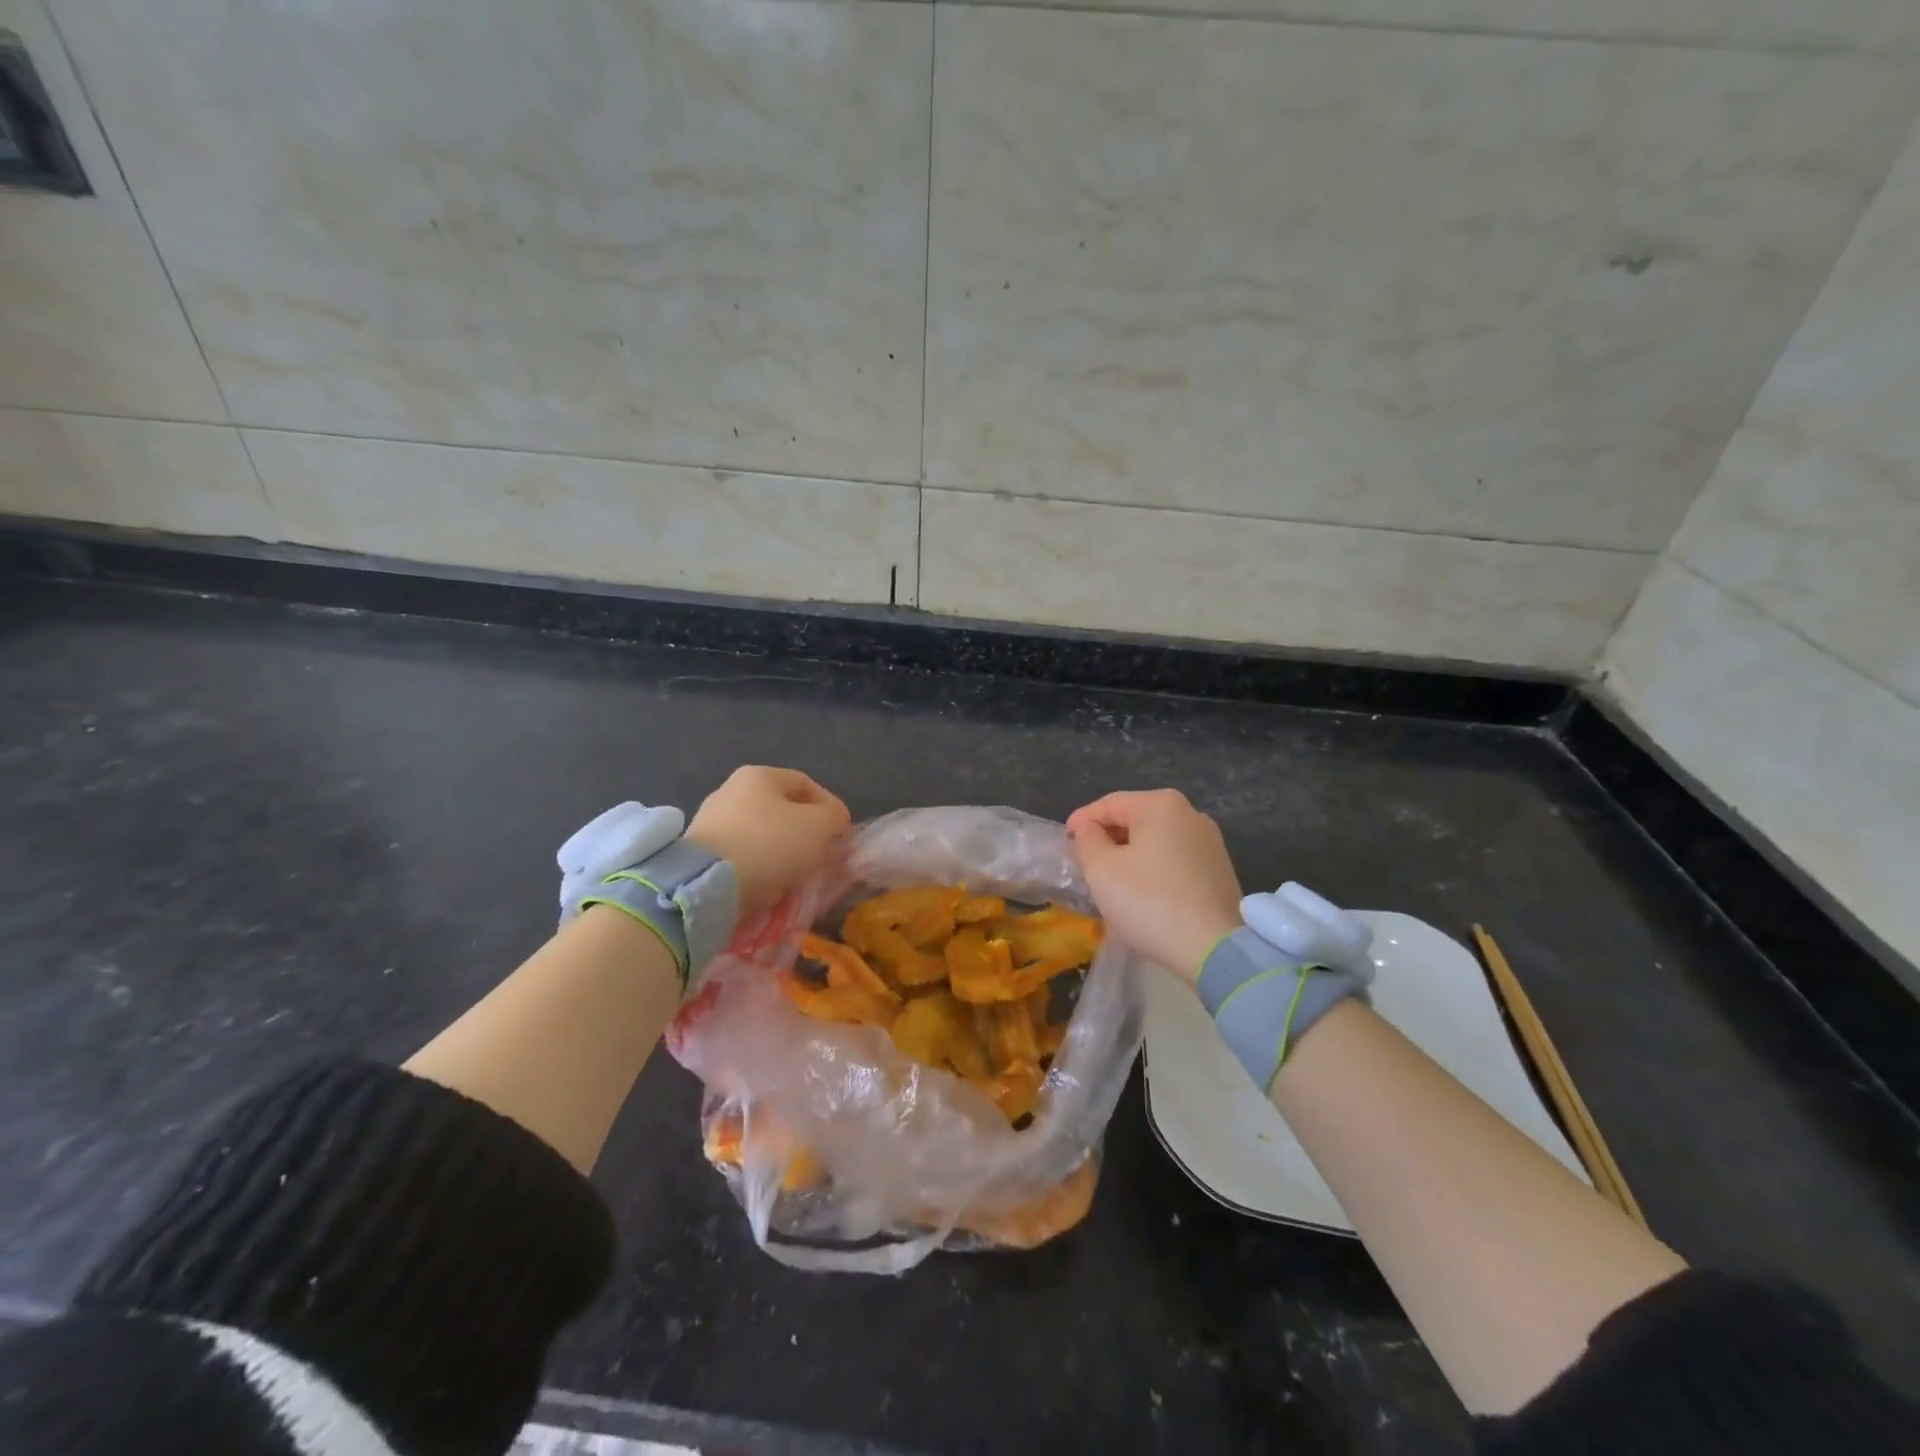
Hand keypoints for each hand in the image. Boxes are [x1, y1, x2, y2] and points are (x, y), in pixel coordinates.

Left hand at [687, 766, 850, 915]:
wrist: (706, 884)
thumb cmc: (769, 844)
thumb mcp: (818, 826)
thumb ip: (834, 816)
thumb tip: (834, 819)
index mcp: (759, 775)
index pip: (806, 784)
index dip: (829, 807)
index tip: (841, 834)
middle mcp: (730, 790)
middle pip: (781, 809)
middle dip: (804, 832)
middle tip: (820, 856)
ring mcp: (710, 820)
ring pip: (761, 834)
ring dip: (782, 852)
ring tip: (795, 875)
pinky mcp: (699, 852)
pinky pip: (741, 855)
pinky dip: (758, 867)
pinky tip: (767, 884)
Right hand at [1066, 789, 1242, 983]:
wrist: (1214, 949)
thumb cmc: (1149, 902)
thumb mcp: (1102, 869)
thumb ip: (1088, 841)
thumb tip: (1090, 830)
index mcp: (1161, 805)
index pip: (1109, 804)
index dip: (1082, 821)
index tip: (1065, 841)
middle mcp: (1191, 814)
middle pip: (1135, 820)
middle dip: (1107, 839)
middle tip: (1085, 863)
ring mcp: (1210, 843)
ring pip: (1155, 842)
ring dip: (1129, 857)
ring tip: (1110, 881)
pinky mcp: (1220, 871)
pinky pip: (1174, 861)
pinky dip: (1153, 871)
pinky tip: (1141, 894)